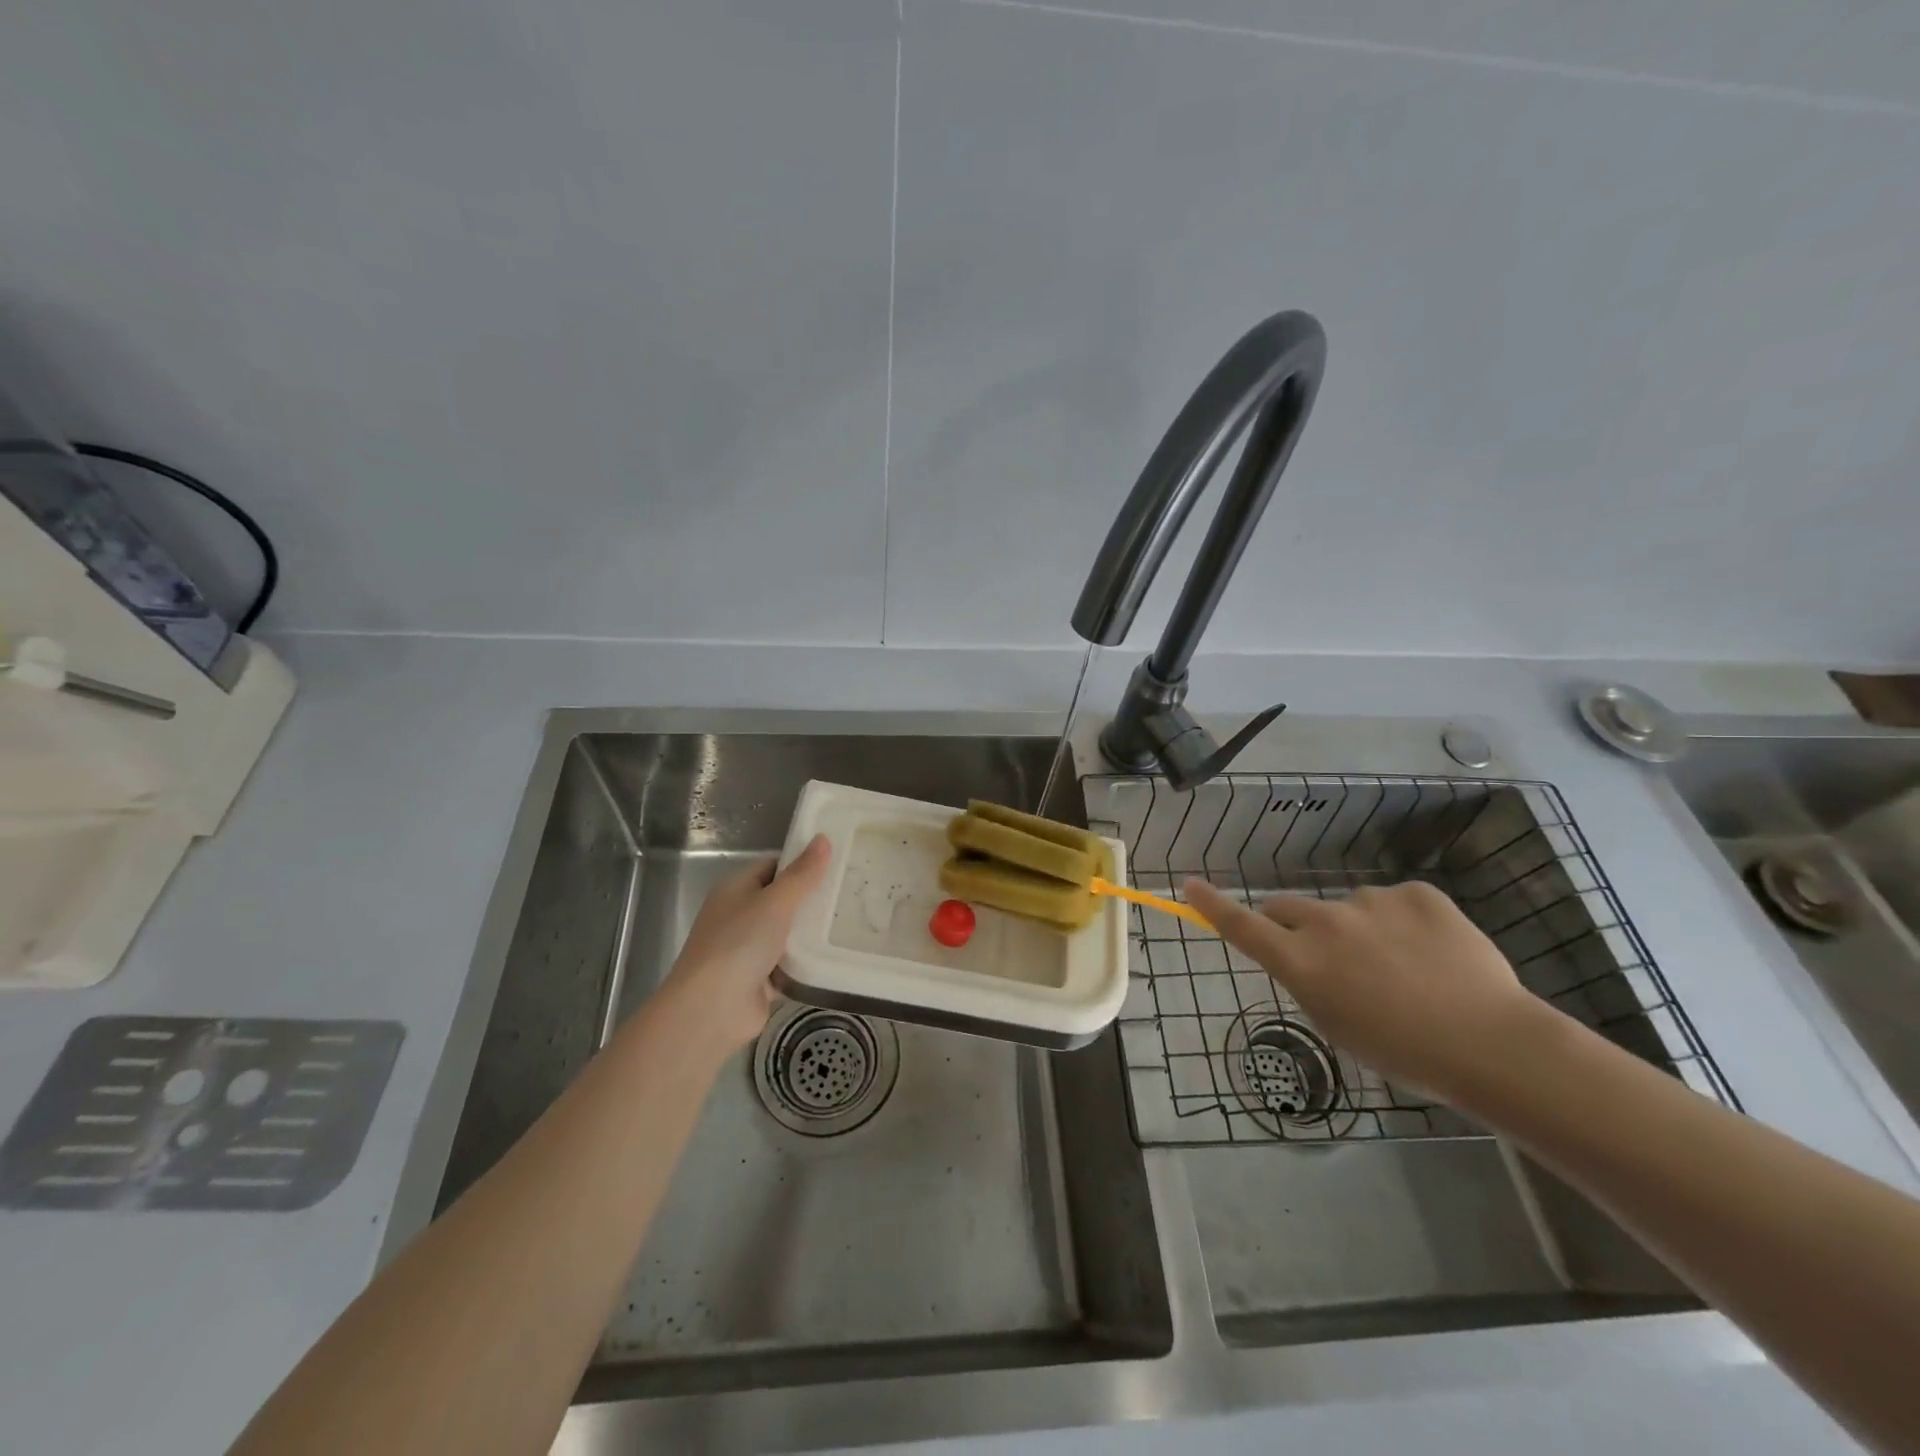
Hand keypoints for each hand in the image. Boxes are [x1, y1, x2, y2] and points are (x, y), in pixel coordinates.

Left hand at [660, 835, 830, 1056]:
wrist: (712, 1009)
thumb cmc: (739, 943)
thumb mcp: (775, 901)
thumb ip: (802, 874)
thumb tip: (823, 839)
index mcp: (735, 889)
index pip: (772, 866)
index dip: (801, 863)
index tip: (835, 863)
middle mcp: (738, 916)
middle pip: (781, 900)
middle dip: (811, 899)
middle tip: (850, 893)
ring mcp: (747, 950)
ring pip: (786, 934)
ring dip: (810, 933)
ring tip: (850, 921)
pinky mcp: (758, 980)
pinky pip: (788, 965)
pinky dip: (806, 963)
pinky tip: (835, 956)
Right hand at [1183, 877, 1542, 1100]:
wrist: (1491, 1043)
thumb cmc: (1403, 1052)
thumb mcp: (1335, 1025)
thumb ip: (1308, 982)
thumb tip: (1308, 957)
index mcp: (1300, 961)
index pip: (1241, 925)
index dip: (1212, 905)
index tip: (1190, 884)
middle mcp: (1325, 922)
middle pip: (1289, 908)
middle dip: (1298, 927)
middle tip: (1334, 960)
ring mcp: (1371, 901)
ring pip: (1349, 909)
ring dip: (1361, 930)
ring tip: (1408, 970)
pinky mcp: (1416, 892)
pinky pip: (1396, 903)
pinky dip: (1406, 923)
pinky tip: (1435, 954)